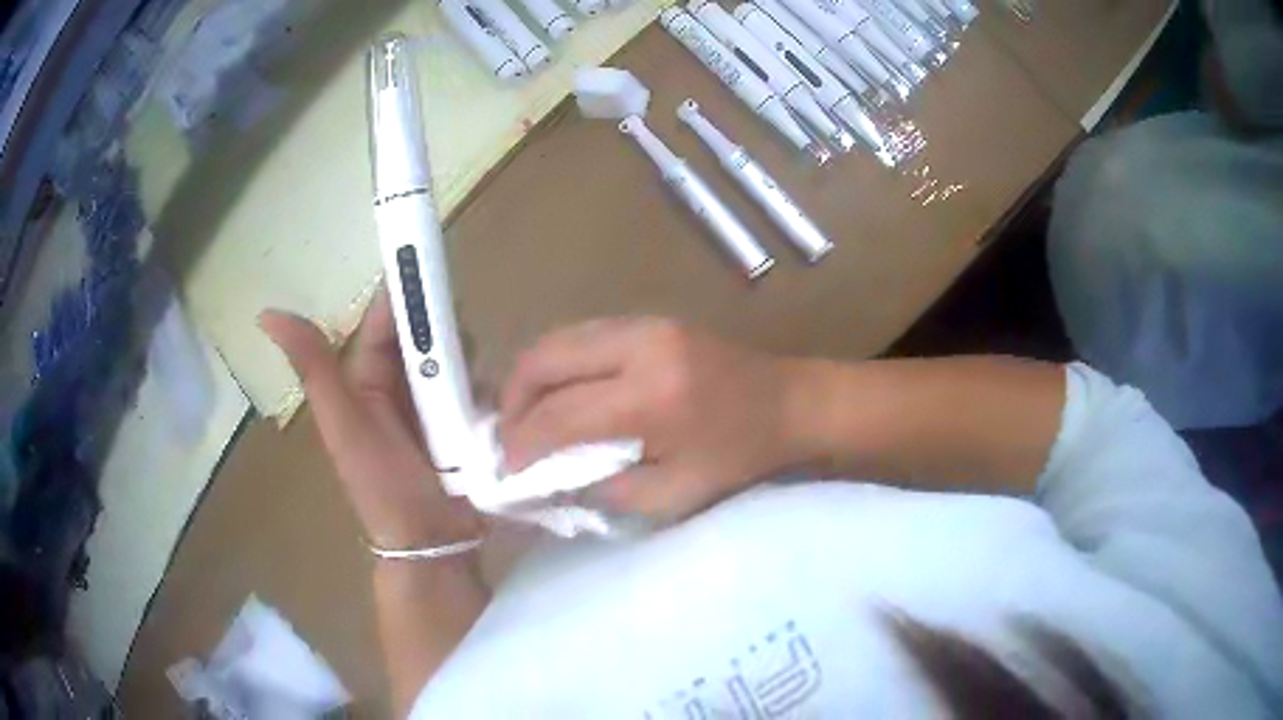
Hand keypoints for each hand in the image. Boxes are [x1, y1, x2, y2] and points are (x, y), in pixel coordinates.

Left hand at [260, 289, 481, 549]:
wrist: (430, 543)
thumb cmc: (382, 487)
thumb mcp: (343, 425)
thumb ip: (314, 369)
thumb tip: (266, 315)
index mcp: (365, 382)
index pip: (383, 325)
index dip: (402, 296)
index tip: (428, 269)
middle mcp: (398, 388)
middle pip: (423, 337)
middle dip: (443, 330)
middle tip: (461, 339)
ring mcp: (433, 407)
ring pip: (453, 360)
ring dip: (467, 357)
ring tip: (476, 375)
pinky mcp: (464, 425)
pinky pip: (476, 388)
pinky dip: (485, 383)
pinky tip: (495, 391)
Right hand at [498, 317, 811, 522]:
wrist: (791, 403)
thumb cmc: (740, 459)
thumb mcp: (675, 496)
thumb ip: (605, 490)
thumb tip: (549, 480)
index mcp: (652, 397)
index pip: (558, 416)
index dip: (521, 444)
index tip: (505, 469)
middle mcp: (640, 346)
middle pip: (544, 359)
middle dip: (512, 402)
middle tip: (508, 439)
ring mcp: (645, 323)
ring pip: (558, 339)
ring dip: (531, 379)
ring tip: (526, 418)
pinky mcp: (650, 318)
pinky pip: (582, 335)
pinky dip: (558, 364)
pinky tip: (559, 393)